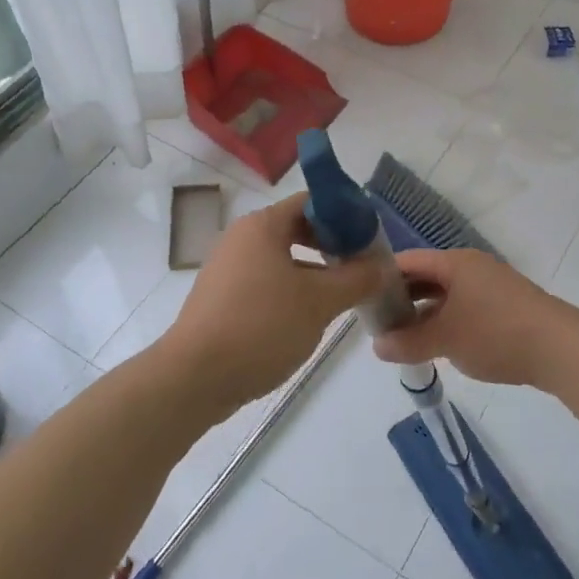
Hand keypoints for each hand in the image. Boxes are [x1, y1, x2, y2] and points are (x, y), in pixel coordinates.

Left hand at [159, 192, 383, 412]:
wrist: (196, 376)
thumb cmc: (262, 326)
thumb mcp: (320, 302)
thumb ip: (357, 279)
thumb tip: (383, 266)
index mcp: (262, 225)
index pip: (312, 201)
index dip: (346, 215)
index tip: (372, 239)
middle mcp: (241, 238)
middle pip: (297, 228)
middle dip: (333, 246)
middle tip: (363, 268)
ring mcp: (228, 268)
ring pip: (282, 259)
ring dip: (315, 272)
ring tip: (344, 295)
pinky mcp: (222, 298)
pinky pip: (266, 282)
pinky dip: (291, 290)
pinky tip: (310, 317)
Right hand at [372, 249, 568, 387]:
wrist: (562, 350)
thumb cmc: (496, 333)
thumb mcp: (445, 339)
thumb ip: (407, 342)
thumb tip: (377, 346)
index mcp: (454, 262)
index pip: (406, 261)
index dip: (381, 277)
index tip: (360, 298)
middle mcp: (471, 267)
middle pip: (425, 277)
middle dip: (401, 299)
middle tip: (378, 323)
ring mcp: (491, 286)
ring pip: (445, 295)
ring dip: (423, 314)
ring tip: (403, 339)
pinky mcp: (505, 307)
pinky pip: (464, 307)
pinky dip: (446, 321)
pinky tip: (438, 345)